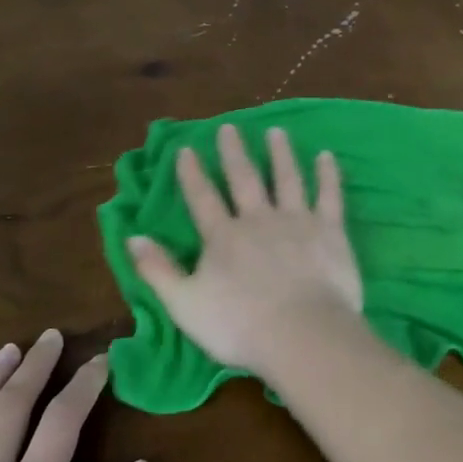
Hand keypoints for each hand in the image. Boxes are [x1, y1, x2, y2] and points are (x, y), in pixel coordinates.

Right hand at [126, 124, 364, 374]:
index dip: (192, 173)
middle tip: (230, 127)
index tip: (186, 148)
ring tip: (276, 132)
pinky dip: (327, 174)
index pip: (202, 198)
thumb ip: (158, 270)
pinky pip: (329, 195)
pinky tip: (326, 156)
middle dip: (234, 152)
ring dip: (280, 154)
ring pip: (287, 179)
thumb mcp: (184, 304)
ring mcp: (297, 221)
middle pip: (244, 179)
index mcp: (223, 237)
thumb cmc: (239, 326)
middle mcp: (258, 219)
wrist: (301, 334)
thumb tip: (132, 237)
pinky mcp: (330, 231)